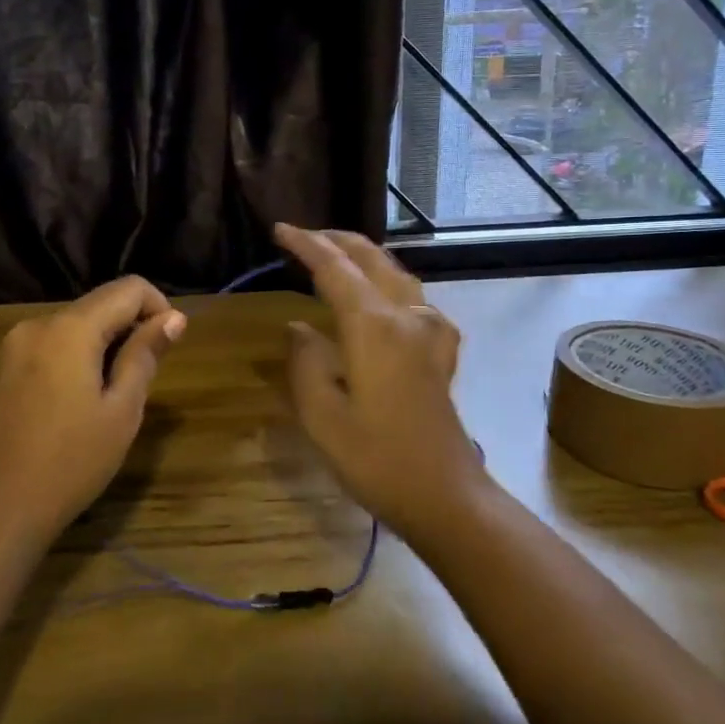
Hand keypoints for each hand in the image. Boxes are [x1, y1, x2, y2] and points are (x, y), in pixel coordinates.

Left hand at [0, 277, 185, 548]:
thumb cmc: (70, 463)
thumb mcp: (121, 410)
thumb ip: (145, 354)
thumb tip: (173, 318)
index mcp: (70, 328)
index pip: (129, 288)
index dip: (159, 307)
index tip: (168, 346)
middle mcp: (35, 325)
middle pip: (96, 306)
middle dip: (128, 329)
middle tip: (143, 379)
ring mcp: (8, 350)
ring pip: (69, 329)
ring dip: (98, 348)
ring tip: (108, 399)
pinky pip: (43, 352)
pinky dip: (68, 363)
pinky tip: (68, 411)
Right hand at [276, 224, 486, 537]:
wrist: (444, 494)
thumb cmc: (376, 458)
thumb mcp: (321, 415)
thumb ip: (306, 361)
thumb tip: (299, 327)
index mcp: (373, 326)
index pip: (334, 268)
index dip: (305, 245)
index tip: (280, 229)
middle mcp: (406, 316)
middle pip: (370, 259)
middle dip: (336, 240)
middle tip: (303, 237)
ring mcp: (430, 330)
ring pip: (396, 272)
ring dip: (364, 256)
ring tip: (336, 255)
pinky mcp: (442, 350)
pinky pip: (415, 299)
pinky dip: (391, 284)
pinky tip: (384, 300)